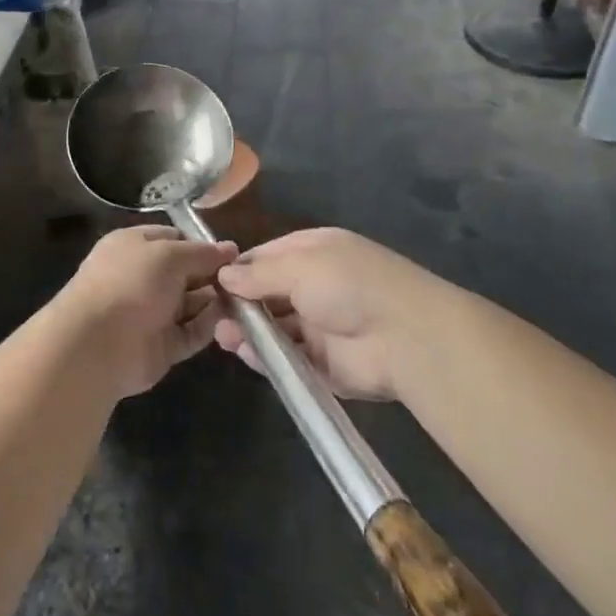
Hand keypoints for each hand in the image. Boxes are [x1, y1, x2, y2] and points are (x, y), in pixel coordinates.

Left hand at [54, 225, 237, 398]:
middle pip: (186, 272)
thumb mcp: (169, 255)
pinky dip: (210, 326)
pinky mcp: (162, 345)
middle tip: (246, 279)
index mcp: (134, 246)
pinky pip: (192, 331)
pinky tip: (233, 321)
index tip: (232, 254)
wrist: (98, 344)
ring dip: (216, 301)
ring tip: (247, 299)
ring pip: (192, 303)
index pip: (173, 238)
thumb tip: (230, 249)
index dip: (202, 244)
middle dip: (213, 274)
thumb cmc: (131, 283)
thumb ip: (202, 253)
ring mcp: (152, 312)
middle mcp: (142, 277)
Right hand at [213, 228, 435, 400]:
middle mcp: (315, 286)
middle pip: (267, 294)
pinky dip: (265, 357)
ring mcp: (320, 326)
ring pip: (274, 327)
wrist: (406, 337)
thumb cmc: (349, 284)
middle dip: (239, 303)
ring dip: (247, 330)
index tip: (210, 281)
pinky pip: (286, 358)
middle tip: (212, 314)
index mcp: (314, 252)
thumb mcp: (299, 265)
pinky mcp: (323, 363)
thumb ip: (258, 273)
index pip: (266, 257)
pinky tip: (243, 353)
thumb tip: (224, 275)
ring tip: (222, 336)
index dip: (239, 269)